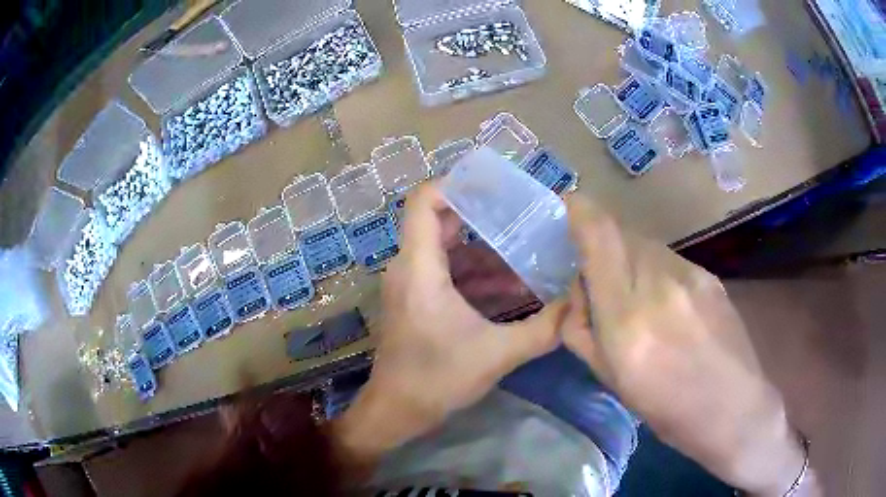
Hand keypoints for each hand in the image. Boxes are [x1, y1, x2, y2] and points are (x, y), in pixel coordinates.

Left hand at [334, 183, 568, 476]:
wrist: (398, 411)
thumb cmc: (436, 379)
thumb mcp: (497, 354)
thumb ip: (544, 328)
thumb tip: (580, 302)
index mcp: (420, 267)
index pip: (424, 200)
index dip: (456, 184)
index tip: (495, 186)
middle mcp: (410, 267)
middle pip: (442, 221)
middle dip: (484, 217)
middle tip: (525, 217)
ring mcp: (413, 284)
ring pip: (450, 250)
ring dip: (488, 253)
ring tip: (530, 257)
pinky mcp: (419, 301)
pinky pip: (449, 274)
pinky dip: (478, 276)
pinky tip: (515, 290)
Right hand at [561, 196, 817, 496]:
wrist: (732, 407)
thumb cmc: (666, 408)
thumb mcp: (610, 379)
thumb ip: (582, 330)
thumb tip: (577, 296)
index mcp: (626, 318)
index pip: (600, 237)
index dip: (580, 211)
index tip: (568, 205)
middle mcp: (658, 283)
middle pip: (621, 234)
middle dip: (603, 245)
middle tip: (602, 280)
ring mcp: (689, 275)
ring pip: (646, 246)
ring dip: (631, 260)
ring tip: (641, 301)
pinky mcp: (709, 276)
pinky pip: (670, 260)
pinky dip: (656, 271)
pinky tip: (670, 307)